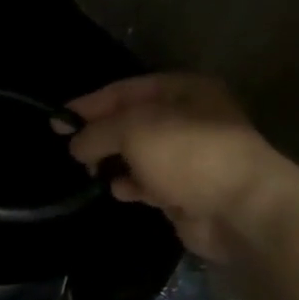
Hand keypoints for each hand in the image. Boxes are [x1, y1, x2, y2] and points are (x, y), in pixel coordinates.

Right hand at [65, 74, 298, 262]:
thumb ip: (97, 132)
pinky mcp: (185, 190)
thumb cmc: (188, 154)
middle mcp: (187, 119)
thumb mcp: (133, 130)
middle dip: (100, 135)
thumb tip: (75, 144)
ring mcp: (188, 157)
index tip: (58, 121)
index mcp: (183, 91)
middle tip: (71, 150)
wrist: (240, 209)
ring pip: (136, 154)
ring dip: (113, 162)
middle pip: (130, 122)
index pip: (125, 90)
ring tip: (91, 171)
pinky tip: (120, 191)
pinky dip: (131, 186)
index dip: (90, 104)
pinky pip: (148, 182)